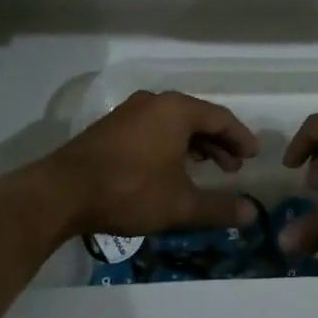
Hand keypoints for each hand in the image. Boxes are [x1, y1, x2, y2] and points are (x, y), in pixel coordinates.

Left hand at [32, 90, 260, 240]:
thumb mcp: (179, 204)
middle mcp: (155, 102)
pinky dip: (171, 145)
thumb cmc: (129, 190)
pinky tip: (171, 169)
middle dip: (219, 143)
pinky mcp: (112, 126)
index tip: (254, 156)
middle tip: (234, 168)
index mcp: (176, 110)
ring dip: (194, 145)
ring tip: (207, 169)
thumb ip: (218, 208)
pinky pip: (154, 128)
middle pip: (197, 118)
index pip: (220, 118)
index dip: (240, 138)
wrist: (62, 192)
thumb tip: (253, 215)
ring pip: (174, 124)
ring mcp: (130, 112)